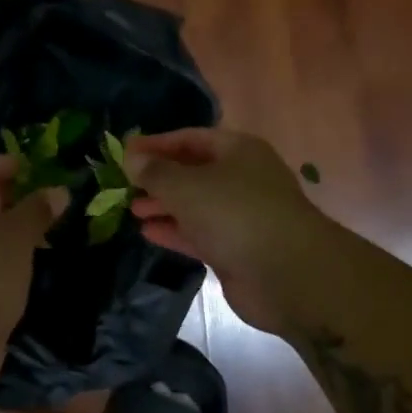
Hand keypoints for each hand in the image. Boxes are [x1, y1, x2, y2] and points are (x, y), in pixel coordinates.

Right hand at [125, 128, 333, 335]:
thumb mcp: (186, 186)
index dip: (156, 144)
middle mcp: (242, 178)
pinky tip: (148, 232)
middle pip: (193, 171)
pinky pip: (200, 233)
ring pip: (195, 204)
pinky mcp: (237, 248)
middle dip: (159, 178)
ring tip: (132, 209)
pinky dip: (175, 231)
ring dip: (164, 205)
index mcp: (237, 151)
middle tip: (124, 185)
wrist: (288, 274)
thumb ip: (155, 172)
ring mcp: (241, 215)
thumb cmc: (235, 214)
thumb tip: (131, 158)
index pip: (189, 138)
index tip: (124, 153)